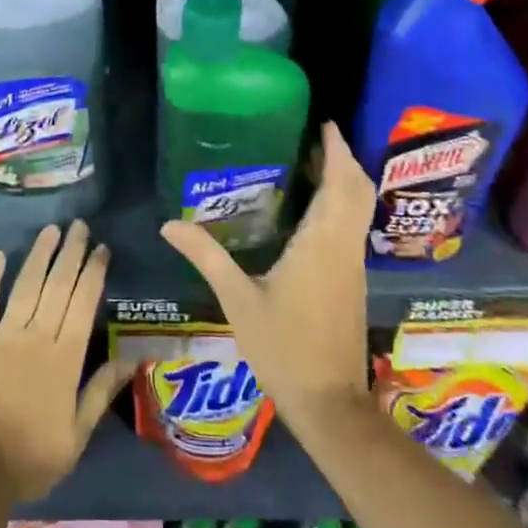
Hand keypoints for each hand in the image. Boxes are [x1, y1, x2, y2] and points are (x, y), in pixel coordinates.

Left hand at [0, 220, 132, 502]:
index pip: (83, 303)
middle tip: (79, 226)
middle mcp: (36, 336)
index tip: (101, 248)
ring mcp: (3, 334)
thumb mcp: (77, 435)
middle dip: (71, 253)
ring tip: (51, 230)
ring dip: (39, 255)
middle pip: (57, 285)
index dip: (93, 272)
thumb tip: (131, 357)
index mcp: (64, 358)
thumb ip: (100, 391)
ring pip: (26, 285)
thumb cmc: (32, 457)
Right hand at [161, 123, 374, 433]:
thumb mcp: (237, 299)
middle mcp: (343, 247)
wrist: (330, 404)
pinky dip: (340, 204)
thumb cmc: (283, 347)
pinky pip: (351, 227)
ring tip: (310, 163)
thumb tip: (169, 224)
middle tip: (313, 137)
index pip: (341, 184)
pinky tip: (311, 209)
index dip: (337, 150)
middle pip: (357, 190)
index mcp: (321, 243)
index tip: (323, 123)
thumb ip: (206, 256)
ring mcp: (352, 265)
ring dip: (343, 181)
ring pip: (358, 209)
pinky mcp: (351, 281)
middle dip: (342, 159)